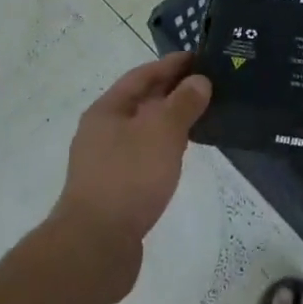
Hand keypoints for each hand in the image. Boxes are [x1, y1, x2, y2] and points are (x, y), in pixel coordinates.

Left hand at [53, 53, 212, 288]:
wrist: (95, 246)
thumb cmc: (129, 178)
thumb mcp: (162, 132)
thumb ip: (183, 103)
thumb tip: (199, 81)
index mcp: (107, 110)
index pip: (142, 75)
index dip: (170, 64)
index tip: (199, 57)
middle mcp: (101, 131)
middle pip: (141, 101)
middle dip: (171, 91)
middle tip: (207, 84)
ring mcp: (105, 162)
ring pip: (142, 130)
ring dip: (169, 120)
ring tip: (200, 117)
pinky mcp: (114, 190)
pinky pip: (143, 155)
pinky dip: (163, 147)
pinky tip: (180, 155)